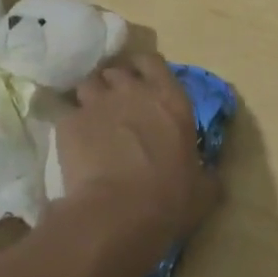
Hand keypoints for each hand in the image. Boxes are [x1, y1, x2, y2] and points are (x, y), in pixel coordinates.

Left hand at [54, 53, 219, 260]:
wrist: (117, 214)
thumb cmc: (169, 200)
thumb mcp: (202, 190)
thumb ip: (206, 173)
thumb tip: (211, 174)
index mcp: (170, 100)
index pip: (153, 62)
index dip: (144, 68)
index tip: (140, 80)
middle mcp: (133, 91)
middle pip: (116, 71)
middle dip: (114, 85)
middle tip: (116, 107)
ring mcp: (98, 103)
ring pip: (88, 85)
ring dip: (91, 99)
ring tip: (91, 122)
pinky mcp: (69, 122)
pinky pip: (66, 115)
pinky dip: (71, 126)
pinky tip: (73, 145)